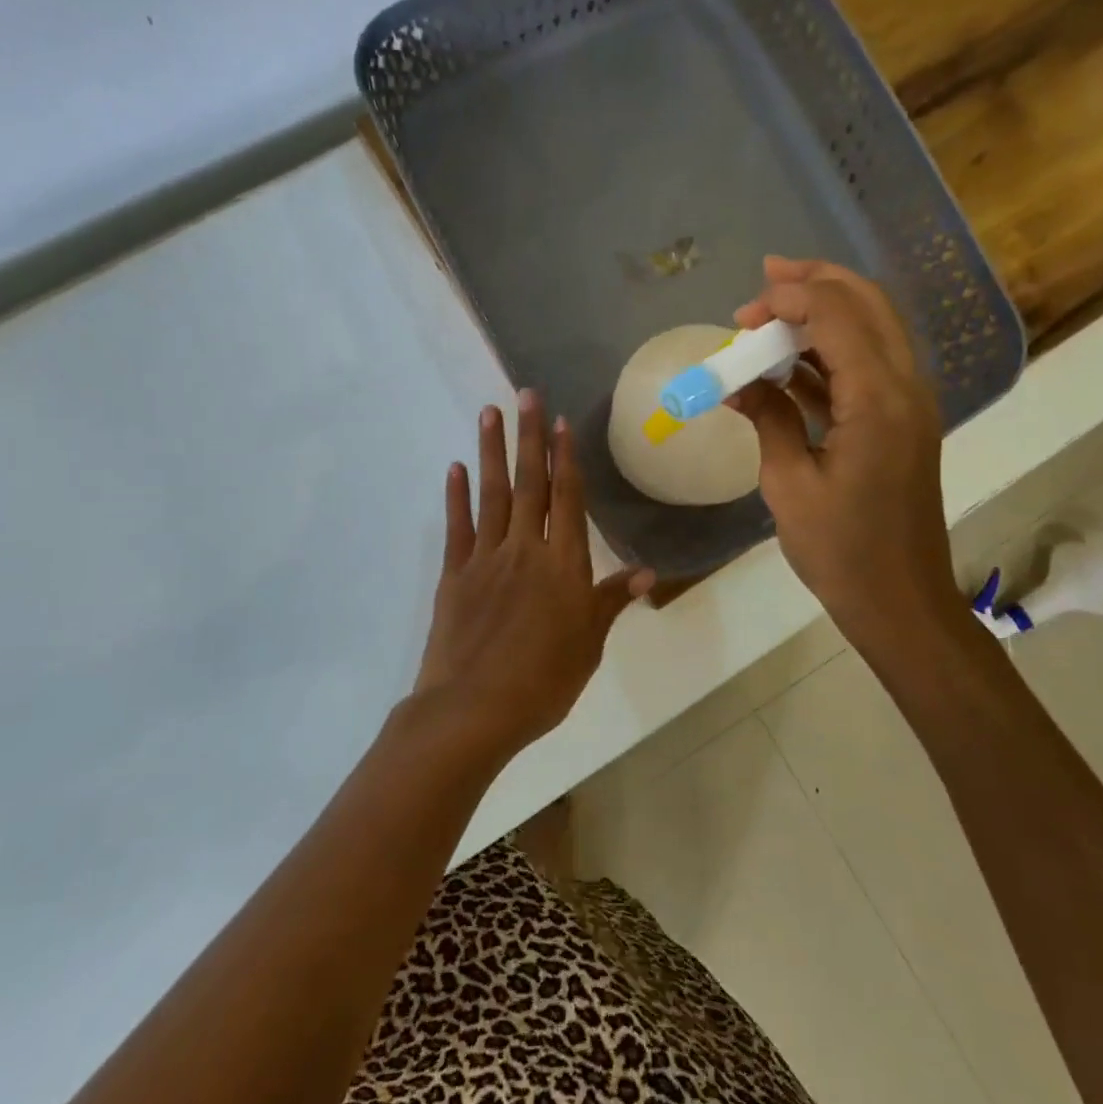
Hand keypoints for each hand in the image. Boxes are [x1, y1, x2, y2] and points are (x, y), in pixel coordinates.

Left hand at [410, 389, 653, 763]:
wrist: (474, 710)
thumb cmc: (543, 681)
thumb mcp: (589, 644)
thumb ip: (612, 601)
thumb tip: (648, 571)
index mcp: (563, 565)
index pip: (567, 499)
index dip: (565, 458)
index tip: (560, 421)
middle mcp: (525, 550)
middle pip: (530, 484)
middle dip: (529, 437)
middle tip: (524, 394)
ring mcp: (485, 559)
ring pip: (492, 495)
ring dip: (492, 452)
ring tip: (489, 413)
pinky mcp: (454, 575)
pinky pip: (458, 527)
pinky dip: (456, 496)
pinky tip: (456, 468)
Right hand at [730, 257, 964, 645]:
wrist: (900, 601)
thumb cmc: (841, 551)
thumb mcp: (788, 483)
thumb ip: (767, 418)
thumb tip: (739, 383)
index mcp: (879, 400)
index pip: (837, 315)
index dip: (788, 299)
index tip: (741, 316)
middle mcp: (906, 387)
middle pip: (868, 304)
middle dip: (816, 283)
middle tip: (766, 277)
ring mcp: (910, 404)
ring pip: (872, 329)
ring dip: (823, 315)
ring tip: (768, 318)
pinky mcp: (901, 422)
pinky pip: (867, 367)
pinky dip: (829, 354)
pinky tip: (785, 366)